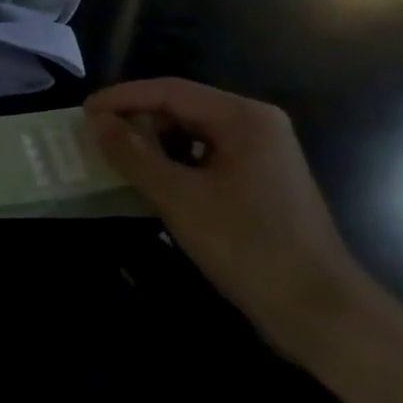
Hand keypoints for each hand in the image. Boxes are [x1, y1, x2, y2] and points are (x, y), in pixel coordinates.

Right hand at [83, 79, 376, 360]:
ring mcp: (260, 154)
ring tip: (113, 158)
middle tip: (94, 137)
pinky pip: (204, 157)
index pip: (169, 90)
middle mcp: (255, 126)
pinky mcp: (258, 182)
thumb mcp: (178, 198)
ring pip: (191, 134)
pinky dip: (172, 163)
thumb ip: (133, 154)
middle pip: (181, 108)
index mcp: (243, 118)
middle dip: (136, 120)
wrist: (320, 312)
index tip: (82, 112)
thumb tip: (95, 121)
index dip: (121, 98)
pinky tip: (148, 181)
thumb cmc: (248, 246)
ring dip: (151, 143)